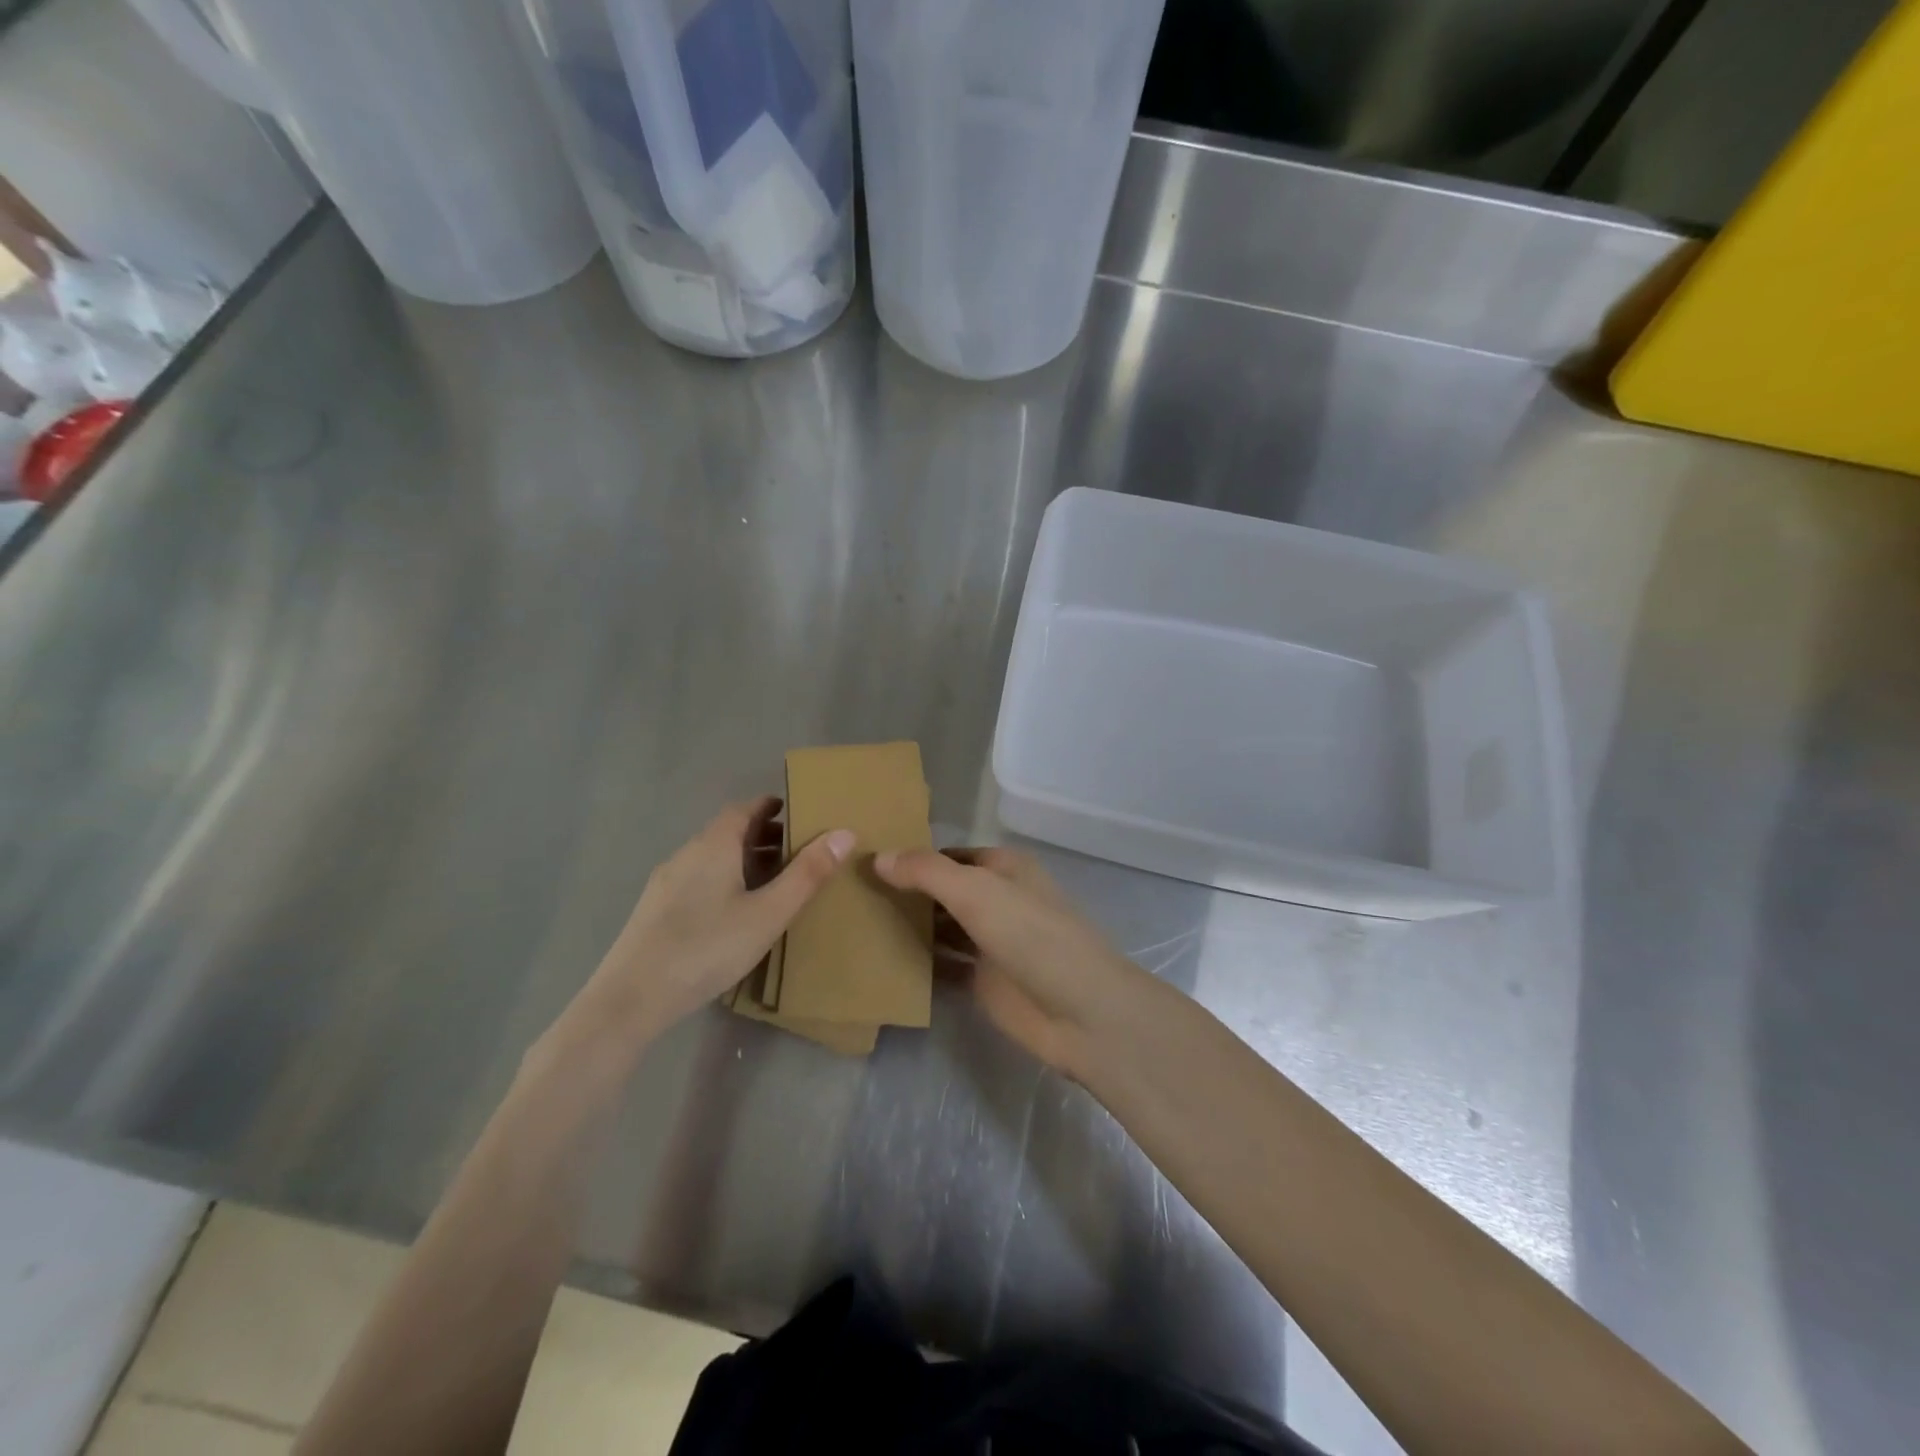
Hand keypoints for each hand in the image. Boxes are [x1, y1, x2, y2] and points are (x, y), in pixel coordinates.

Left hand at [562, 798, 853, 1054]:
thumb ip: (807, 874)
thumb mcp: (769, 913)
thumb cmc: (708, 947)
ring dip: (743, 860)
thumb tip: (844, 833)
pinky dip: (723, 880)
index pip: (744, 809)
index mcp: (715, 845)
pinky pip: (697, 879)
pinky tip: (733, 912)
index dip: (770, 807)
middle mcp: (687, 853)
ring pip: (712, 858)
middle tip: (796, 852)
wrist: (631, 998)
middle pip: (728, 832)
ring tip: (772, 883)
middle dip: (762, 836)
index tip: (796, 813)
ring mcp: (666, 882)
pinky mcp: (654, 910)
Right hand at [874, 846, 1147, 1076]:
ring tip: (855, 923)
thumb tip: (878, 857)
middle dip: (906, 892)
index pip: (948, 855)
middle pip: (943, 891)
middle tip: (849, 893)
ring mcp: (990, 942)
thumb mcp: (977, 891)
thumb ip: (926, 872)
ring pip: (941, 928)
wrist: (1081, 1012)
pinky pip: (943, 966)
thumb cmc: (1032, 935)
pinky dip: (918, 963)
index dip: (912, 856)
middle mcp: (997, 900)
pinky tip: (879, 961)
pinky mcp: (984, 981)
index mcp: (1003, 868)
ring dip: (909, 926)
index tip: (865, 861)